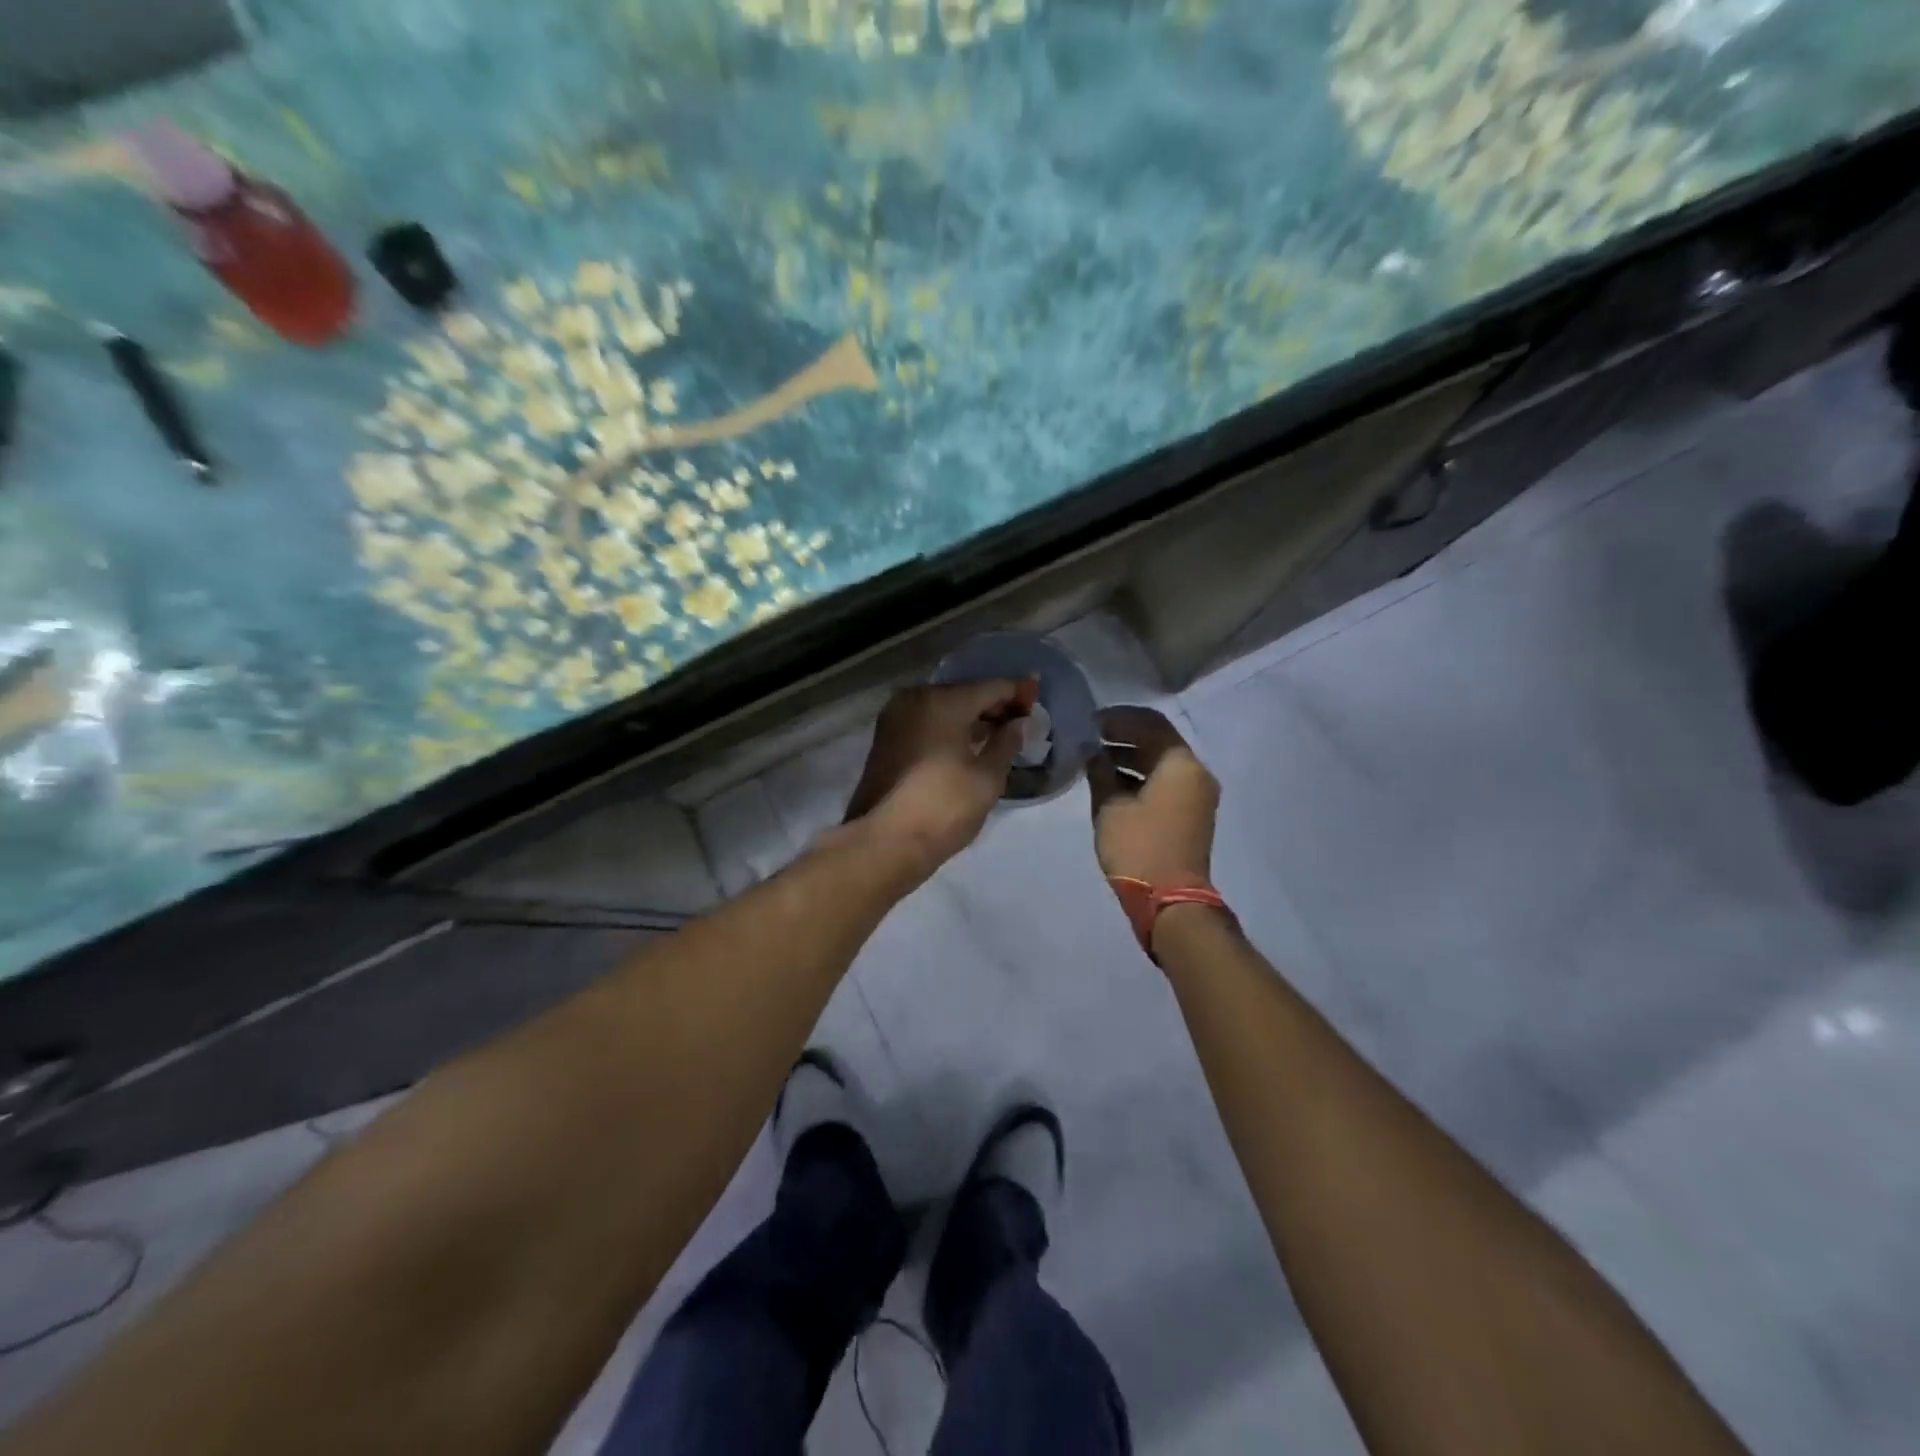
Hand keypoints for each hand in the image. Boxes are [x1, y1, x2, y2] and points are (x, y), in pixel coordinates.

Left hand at [842, 679, 1035, 878]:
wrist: (885, 842)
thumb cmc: (944, 806)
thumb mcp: (987, 778)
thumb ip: (1007, 743)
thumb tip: (1019, 723)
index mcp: (943, 701)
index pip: (990, 688)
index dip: (1017, 692)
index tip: (1036, 697)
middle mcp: (915, 699)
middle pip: (963, 693)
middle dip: (992, 704)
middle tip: (1020, 719)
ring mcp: (894, 718)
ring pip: (942, 708)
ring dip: (969, 717)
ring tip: (997, 734)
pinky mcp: (884, 739)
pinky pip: (925, 722)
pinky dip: (948, 727)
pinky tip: (966, 744)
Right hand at [1087, 706, 1219, 888]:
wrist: (1171, 900)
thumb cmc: (1139, 847)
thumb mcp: (1110, 806)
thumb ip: (1100, 772)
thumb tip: (1092, 752)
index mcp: (1180, 764)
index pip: (1150, 723)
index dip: (1118, 719)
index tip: (1090, 722)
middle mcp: (1195, 773)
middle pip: (1158, 741)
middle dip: (1123, 736)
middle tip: (1090, 738)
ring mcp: (1197, 795)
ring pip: (1161, 763)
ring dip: (1130, 757)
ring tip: (1095, 759)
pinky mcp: (1191, 813)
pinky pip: (1166, 782)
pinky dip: (1140, 776)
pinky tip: (1111, 781)